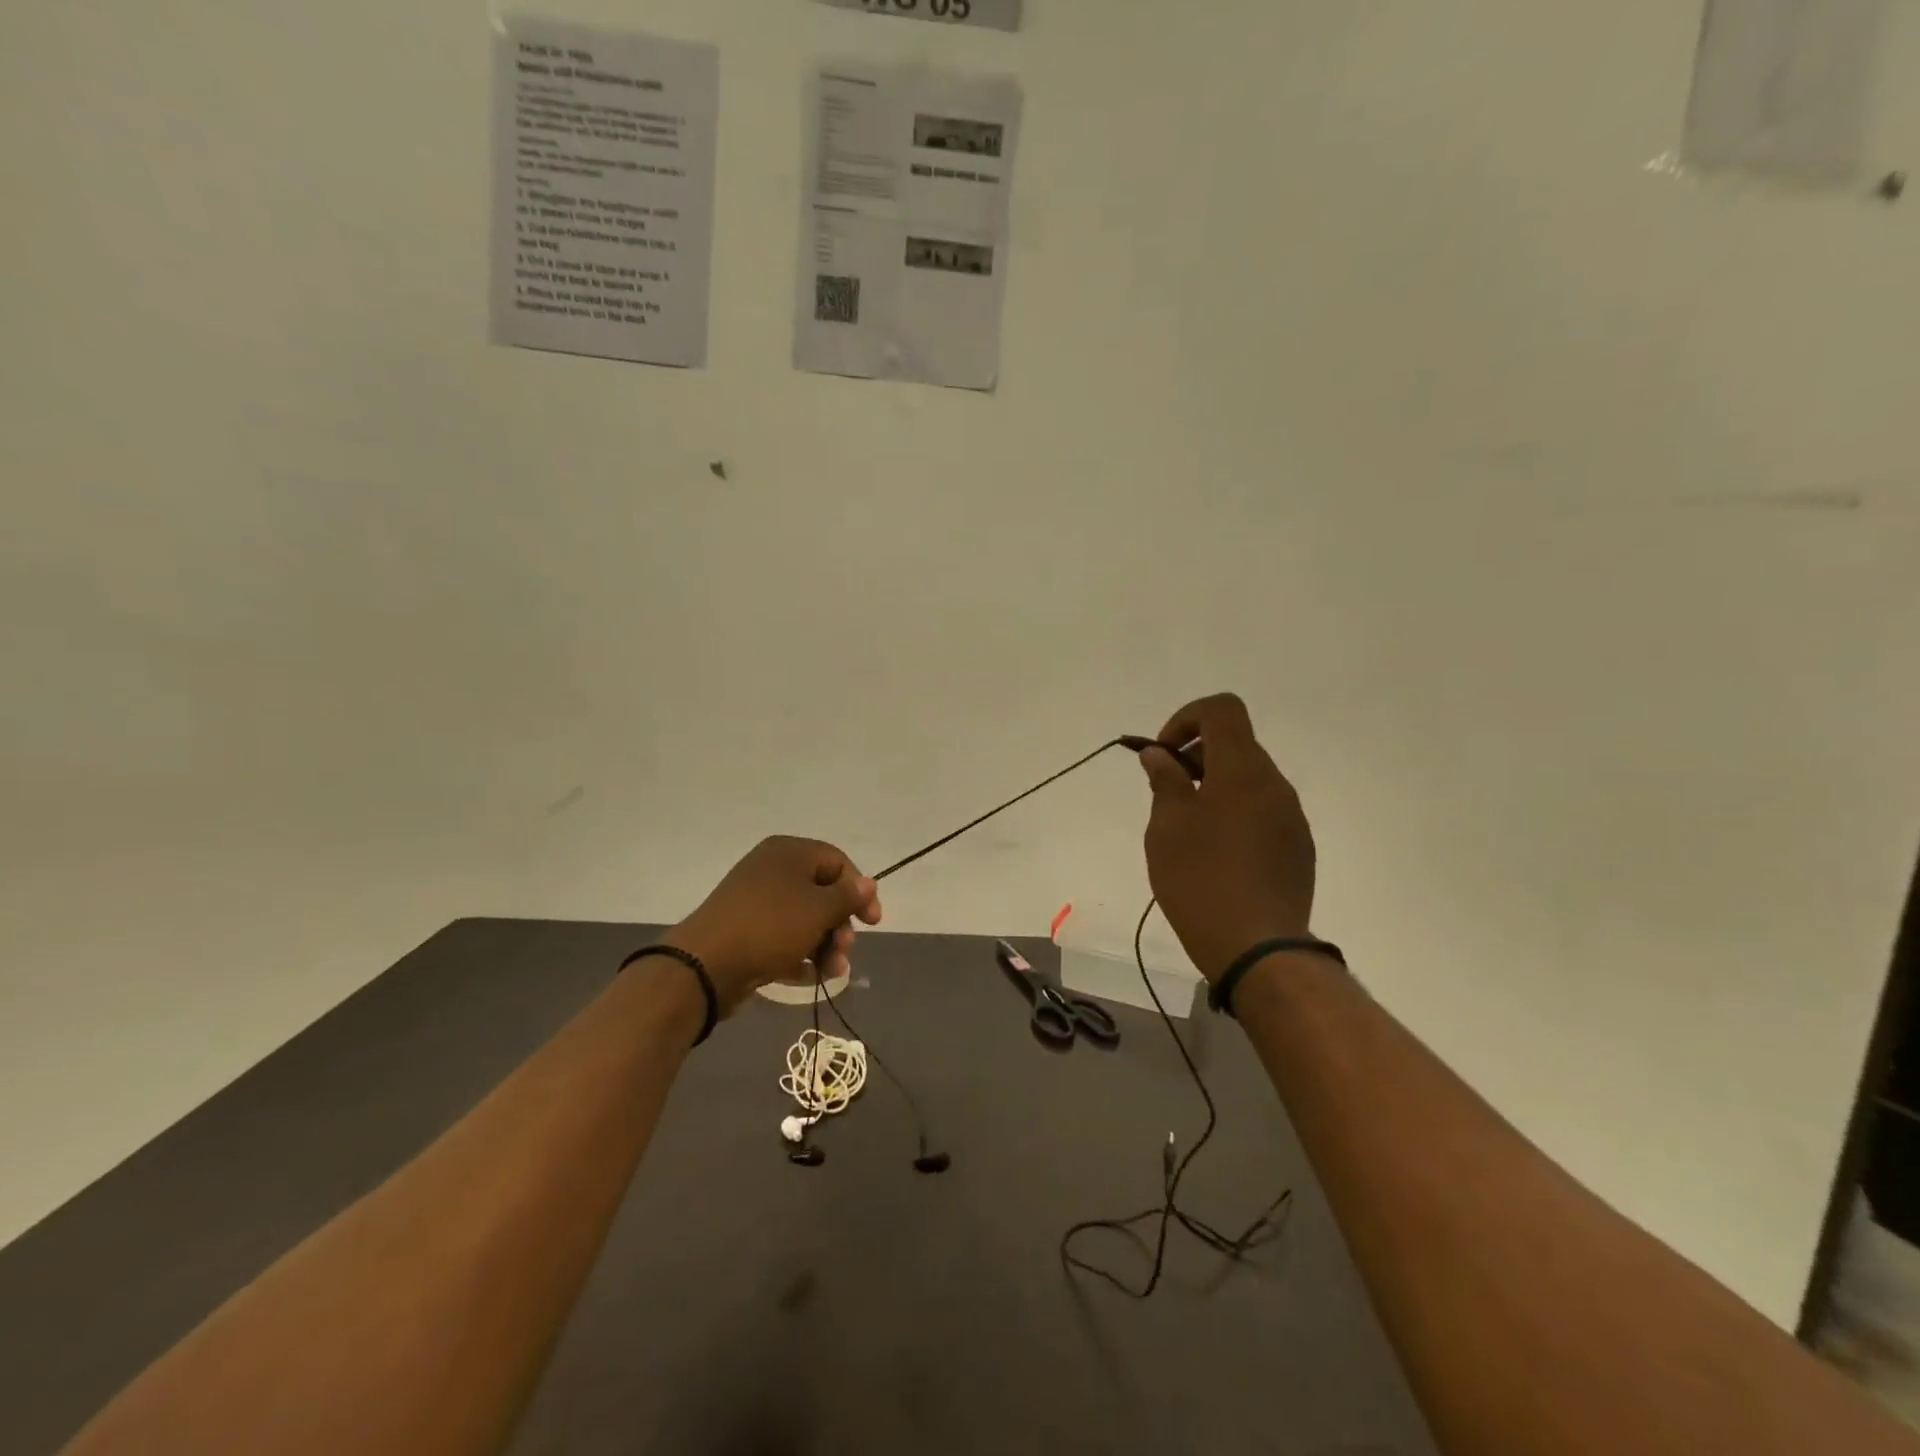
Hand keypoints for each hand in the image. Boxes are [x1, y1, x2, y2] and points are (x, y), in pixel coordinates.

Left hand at [666, 837, 882, 1012]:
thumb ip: (848, 896)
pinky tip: (813, 976)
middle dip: (840, 924)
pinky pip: (784, 937)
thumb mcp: (818, 909)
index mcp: (789, 853)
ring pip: (805, 919)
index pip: (838, 862)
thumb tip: (868, 883)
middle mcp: (772, 870)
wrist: (706, 965)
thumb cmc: (771, 926)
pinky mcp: (747, 930)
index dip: (860, 891)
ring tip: (832, 971)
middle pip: (822, 892)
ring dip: (826, 944)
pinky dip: (802, 954)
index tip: (872, 923)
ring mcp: (757, 901)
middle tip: (844, 949)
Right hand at [1139, 693, 1315, 982]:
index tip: (1165, 754)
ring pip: (1250, 780)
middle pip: (1236, 744)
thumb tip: (1159, 755)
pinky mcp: (1298, 847)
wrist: (1258, 947)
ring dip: (1215, 786)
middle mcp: (1274, 784)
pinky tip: (1216, 855)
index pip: (1222, 709)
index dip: (1187, 718)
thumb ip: (1164, 781)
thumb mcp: (1167, 827)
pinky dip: (1235, 813)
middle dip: (1196, 756)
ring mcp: (1291, 817)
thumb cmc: (1201, 879)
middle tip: (1167, 792)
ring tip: (1188, 828)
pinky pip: (1263, 811)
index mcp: (1242, 770)